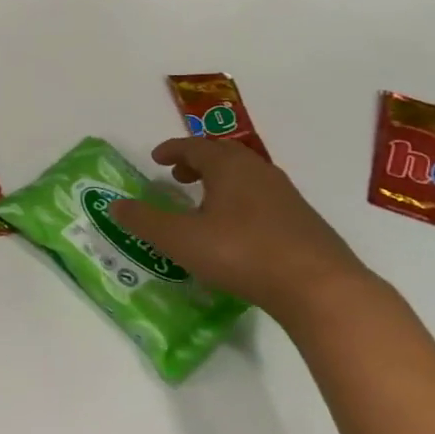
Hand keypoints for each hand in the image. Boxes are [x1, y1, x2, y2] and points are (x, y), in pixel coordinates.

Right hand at [109, 138, 376, 323]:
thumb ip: (144, 221)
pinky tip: (235, 229)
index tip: (156, 158)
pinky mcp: (302, 221)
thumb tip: (115, 205)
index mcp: (229, 167)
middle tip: (178, 176)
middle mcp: (259, 172)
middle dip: (198, 161)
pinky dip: (240, 200)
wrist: (319, 287)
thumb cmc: (241, 253)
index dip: (173, 149)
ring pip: (246, 176)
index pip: (196, 145)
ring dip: (221, 181)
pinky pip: (262, 197)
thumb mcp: (180, 239)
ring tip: (203, 202)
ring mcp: (286, 196)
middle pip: (225, 155)